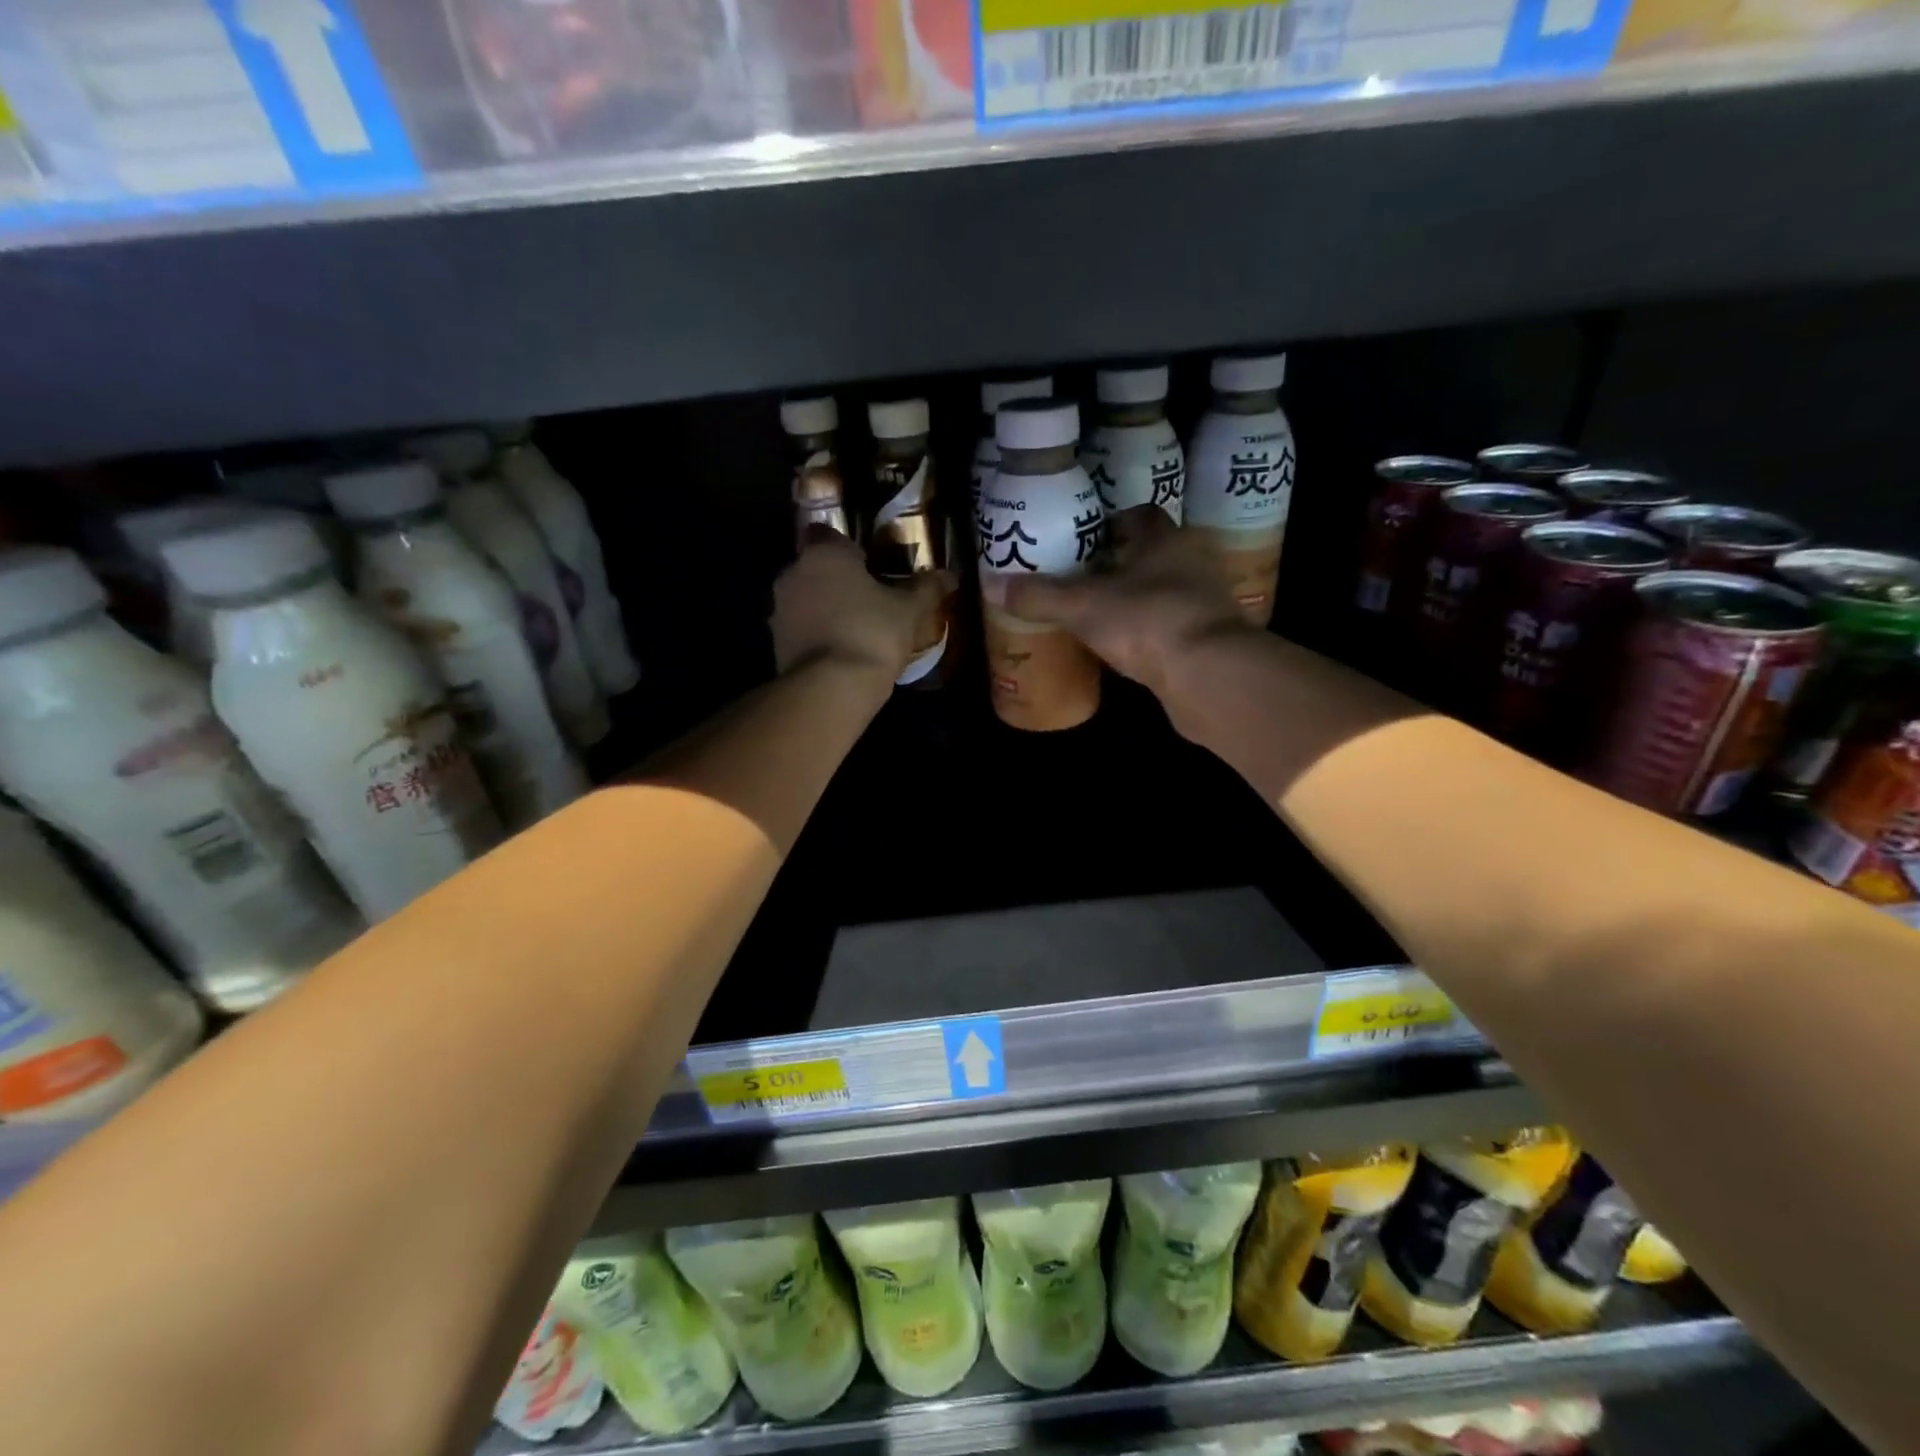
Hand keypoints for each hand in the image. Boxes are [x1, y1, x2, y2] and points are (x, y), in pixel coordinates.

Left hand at [771, 529, 952, 679]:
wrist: (831, 687)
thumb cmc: (873, 633)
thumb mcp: (910, 611)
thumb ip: (927, 589)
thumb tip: (949, 575)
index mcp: (824, 554)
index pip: (828, 534)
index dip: (848, 549)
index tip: (869, 566)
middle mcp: (794, 574)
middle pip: (815, 569)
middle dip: (837, 581)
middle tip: (868, 600)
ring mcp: (780, 610)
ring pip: (805, 600)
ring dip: (824, 609)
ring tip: (856, 630)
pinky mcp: (776, 643)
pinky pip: (800, 630)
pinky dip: (816, 636)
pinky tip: (841, 653)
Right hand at [1004, 505, 1253, 698]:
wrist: (1210, 675)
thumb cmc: (1147, 621)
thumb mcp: (1083, 606)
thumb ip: (1041, 596)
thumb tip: (995, 586)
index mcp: (1165, 540)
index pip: (1141, 516)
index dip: (1113, 523)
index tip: (1085, 538)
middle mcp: (1191, 563)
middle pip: (1153, 553)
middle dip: (1123, 563)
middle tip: (1085, 578)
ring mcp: (1206, 603)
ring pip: (1166, 590)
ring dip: (1139, 598)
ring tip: (1102, 613)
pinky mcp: (1211, 640)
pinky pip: (1173, 626)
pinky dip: (1152, 631)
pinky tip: (1128, 647)